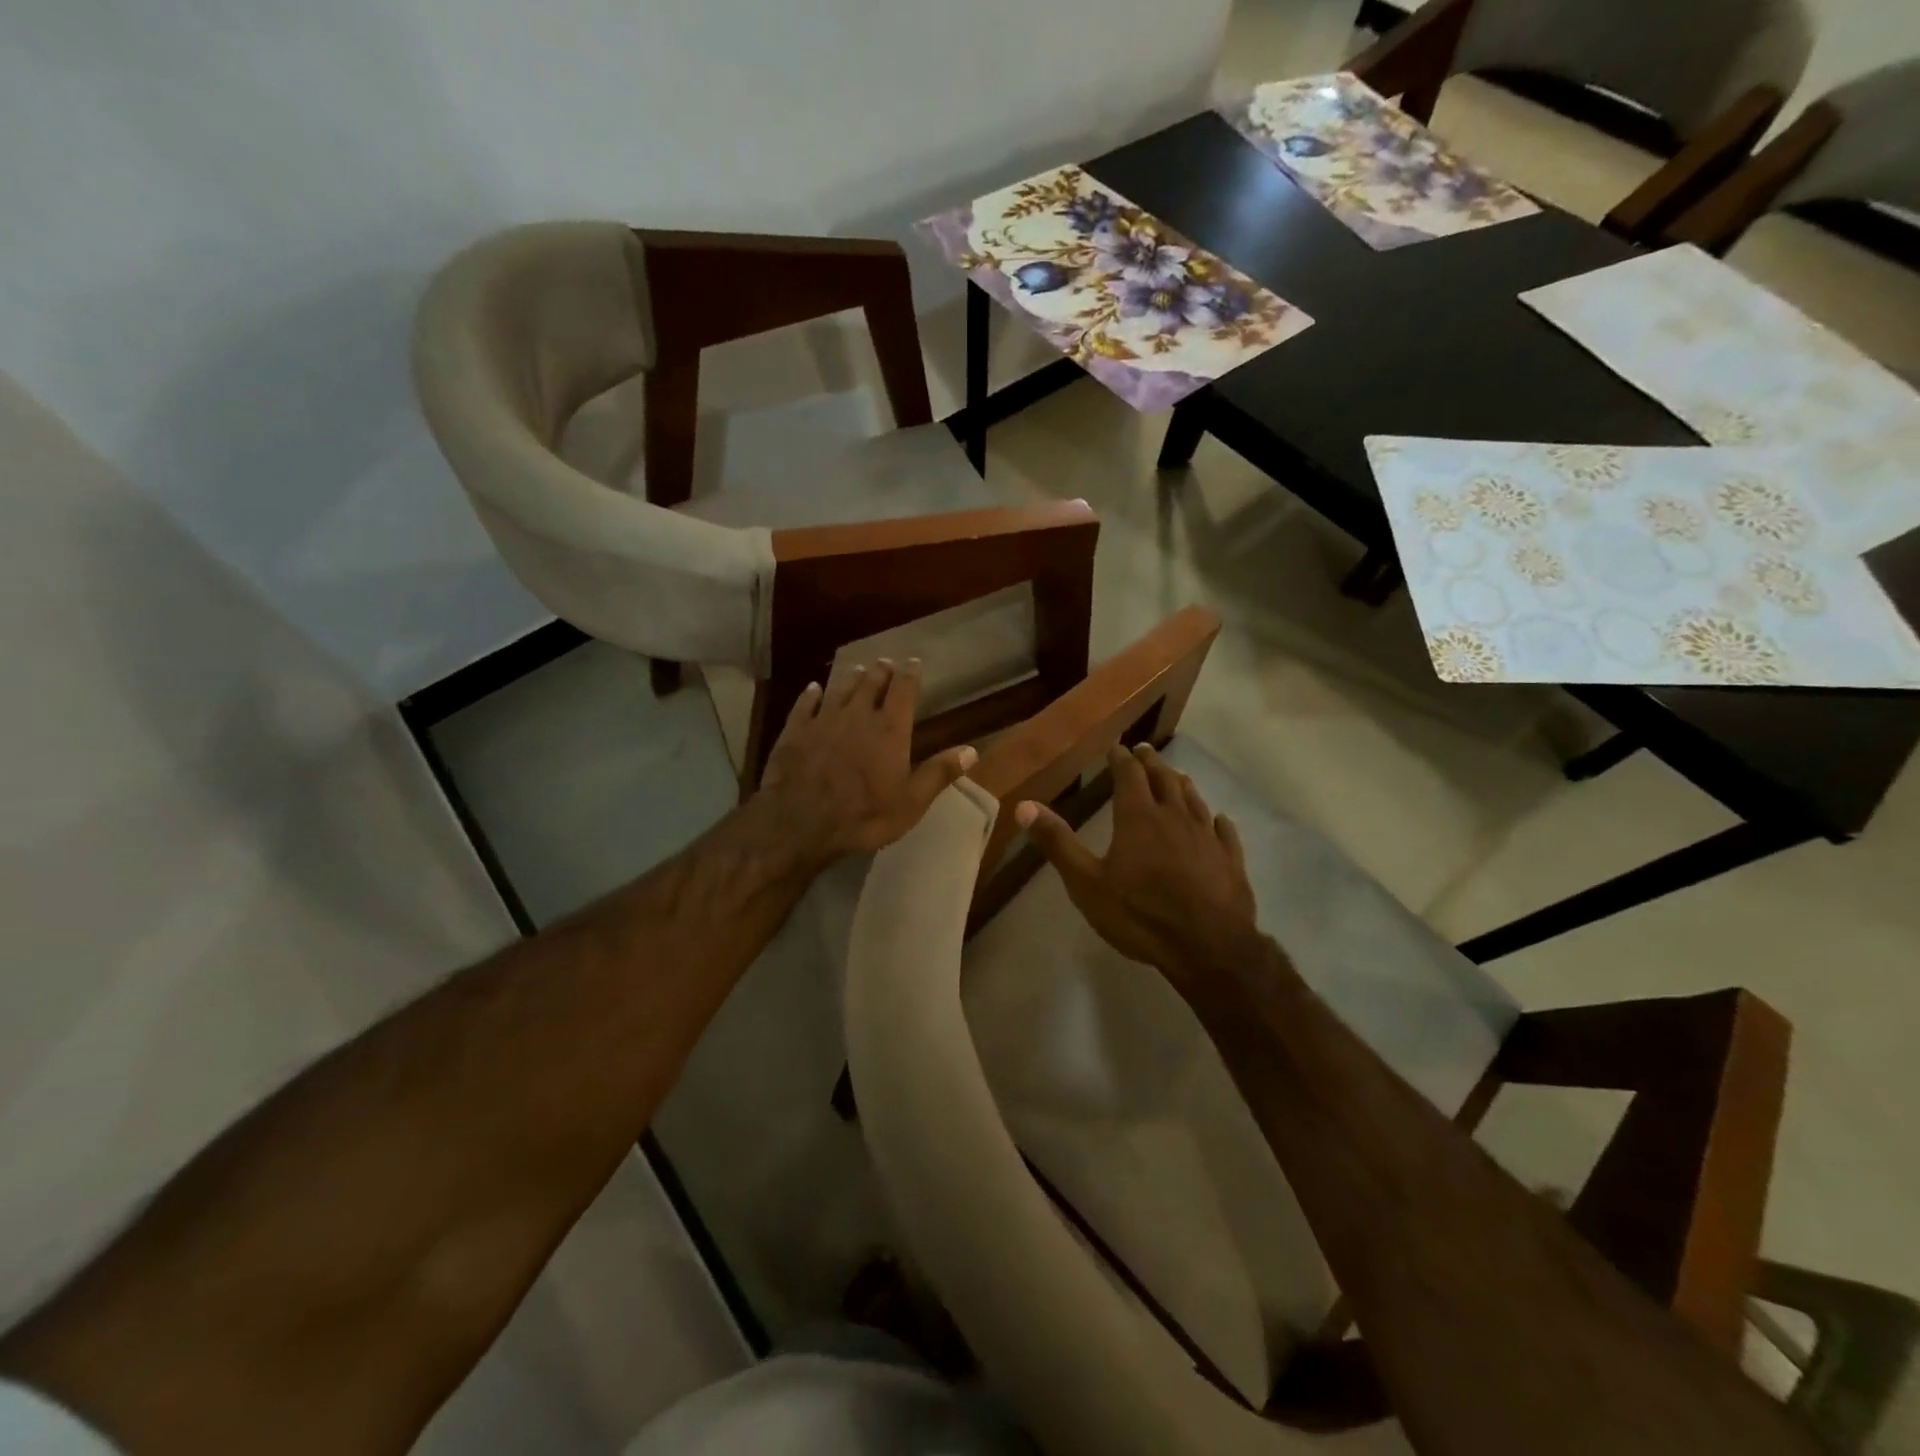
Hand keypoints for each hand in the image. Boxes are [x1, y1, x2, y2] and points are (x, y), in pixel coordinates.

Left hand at [756, 658, 976, 868]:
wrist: (800, 822)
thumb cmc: (864, 815)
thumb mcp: (911, 802)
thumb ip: (939, 773)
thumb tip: (971, 750)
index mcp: (890, 729)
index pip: (904, 690)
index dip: (910, 674)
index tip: (914, 662)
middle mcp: (858, 714)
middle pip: (871, 683)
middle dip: (881, 671)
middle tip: (885, 663)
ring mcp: (823, 719)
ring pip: (840, 689)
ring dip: (851, 678)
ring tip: (858, 670)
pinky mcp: (795, 730)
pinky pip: (805, 704)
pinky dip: (811, 694)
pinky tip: (813, 689)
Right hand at [1017, 743, 1258, 993]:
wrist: (1207, 948)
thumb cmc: (1140, 914)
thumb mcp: (1086, 883)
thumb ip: (1058, 842)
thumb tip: (1025, 806)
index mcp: (1138, 817)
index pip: (1129, 775)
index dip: (1121, 759)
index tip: (1116, 747)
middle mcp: (1175, 817)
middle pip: (1164, 779)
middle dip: (1151, 763)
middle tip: (1144, 751)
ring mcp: (1207, 837)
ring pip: (1194, 799)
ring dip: (1181, 784)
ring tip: (1176, 776)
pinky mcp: (1231, 860)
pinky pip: (1224, 831)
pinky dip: (1216, 820)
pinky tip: (1218, 820)